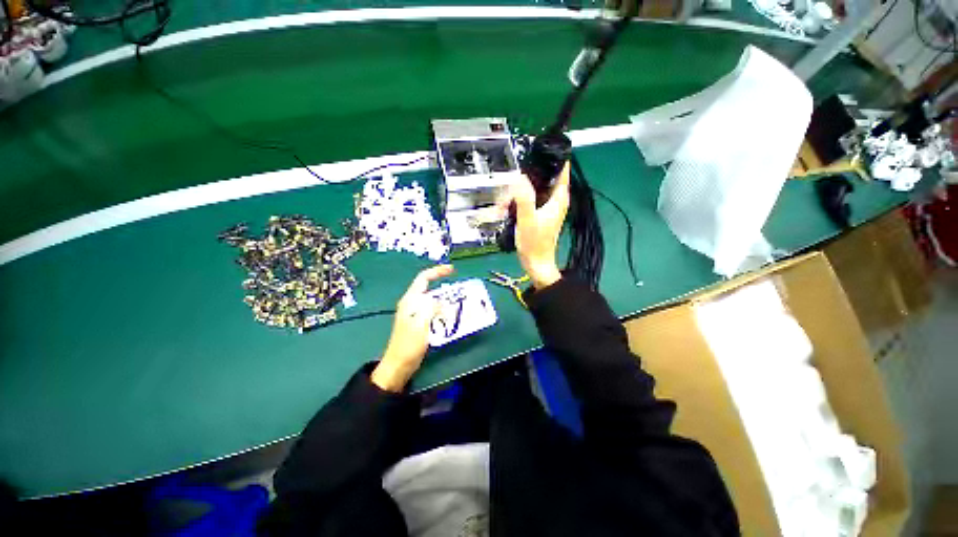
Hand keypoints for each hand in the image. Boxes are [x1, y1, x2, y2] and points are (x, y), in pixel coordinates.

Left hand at [371, 265, 453, 391]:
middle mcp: (412, 304)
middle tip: (461, 291)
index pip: (423, 278)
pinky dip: (444, 312)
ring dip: (446, 301)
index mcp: (410, 300)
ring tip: (460, 303)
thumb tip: (443, 302)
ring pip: (433, 301)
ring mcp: (416, 314)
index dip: (437, 271)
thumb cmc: (407, 345)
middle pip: (430, 289)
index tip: (452, 270)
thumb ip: (431, 309)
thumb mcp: (420, 324)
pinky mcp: (420, 323)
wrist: (399, 365)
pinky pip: (435, 312)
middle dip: (445, 288)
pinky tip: (452, 317)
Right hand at [508, 162, 569, 289]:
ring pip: (537, 188)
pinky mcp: (542, 214)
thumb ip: (524, 197)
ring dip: (522, 190)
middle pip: (546, 177)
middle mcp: (557, 200)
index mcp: (559, 198)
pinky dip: (521, 199)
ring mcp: (549, 207)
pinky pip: (532, 199)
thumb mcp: (527, 219)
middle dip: (528, 177)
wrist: (536, 263)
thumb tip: (520, 177)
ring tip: (507, 201)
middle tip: (513, 183)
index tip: (540, 149)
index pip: (562, 169)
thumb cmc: (534, 243)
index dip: (554, 157)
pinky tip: (509, 207)